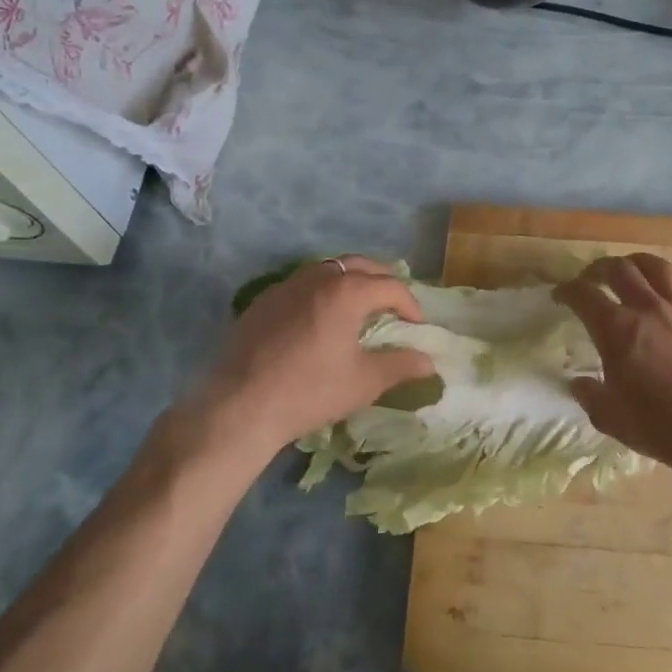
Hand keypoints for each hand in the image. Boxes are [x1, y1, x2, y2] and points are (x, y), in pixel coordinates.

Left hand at [188, 257, 434, 461]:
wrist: (242, 406)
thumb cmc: (311, 391)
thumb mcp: (364, 382)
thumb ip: (401, 366)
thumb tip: (429, 362)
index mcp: (346, 292)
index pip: (390, 286)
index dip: (410, 304)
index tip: (417, 326)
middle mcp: (317, 278)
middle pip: (360, 266)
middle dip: (382, 281)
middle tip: (394, 305)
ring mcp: (286, 286)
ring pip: (328, 270)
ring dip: (351, 281)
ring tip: (359, 306)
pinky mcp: (263, 300)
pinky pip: (302, 284)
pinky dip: (322, 291)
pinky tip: (320, 318)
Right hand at [554, 254, 671, 471]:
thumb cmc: (656, 425)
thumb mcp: (608, 416)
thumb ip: (589, 395)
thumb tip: (578, 383)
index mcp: (616, 330)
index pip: (583, 295)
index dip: (567, 291)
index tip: (560, 296)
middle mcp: (646, 309)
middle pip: (619, 269)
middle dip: (599, 269)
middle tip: (592, 279)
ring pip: (657, 267)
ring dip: (638, 263)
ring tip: (630, 269)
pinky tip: (671, 282)